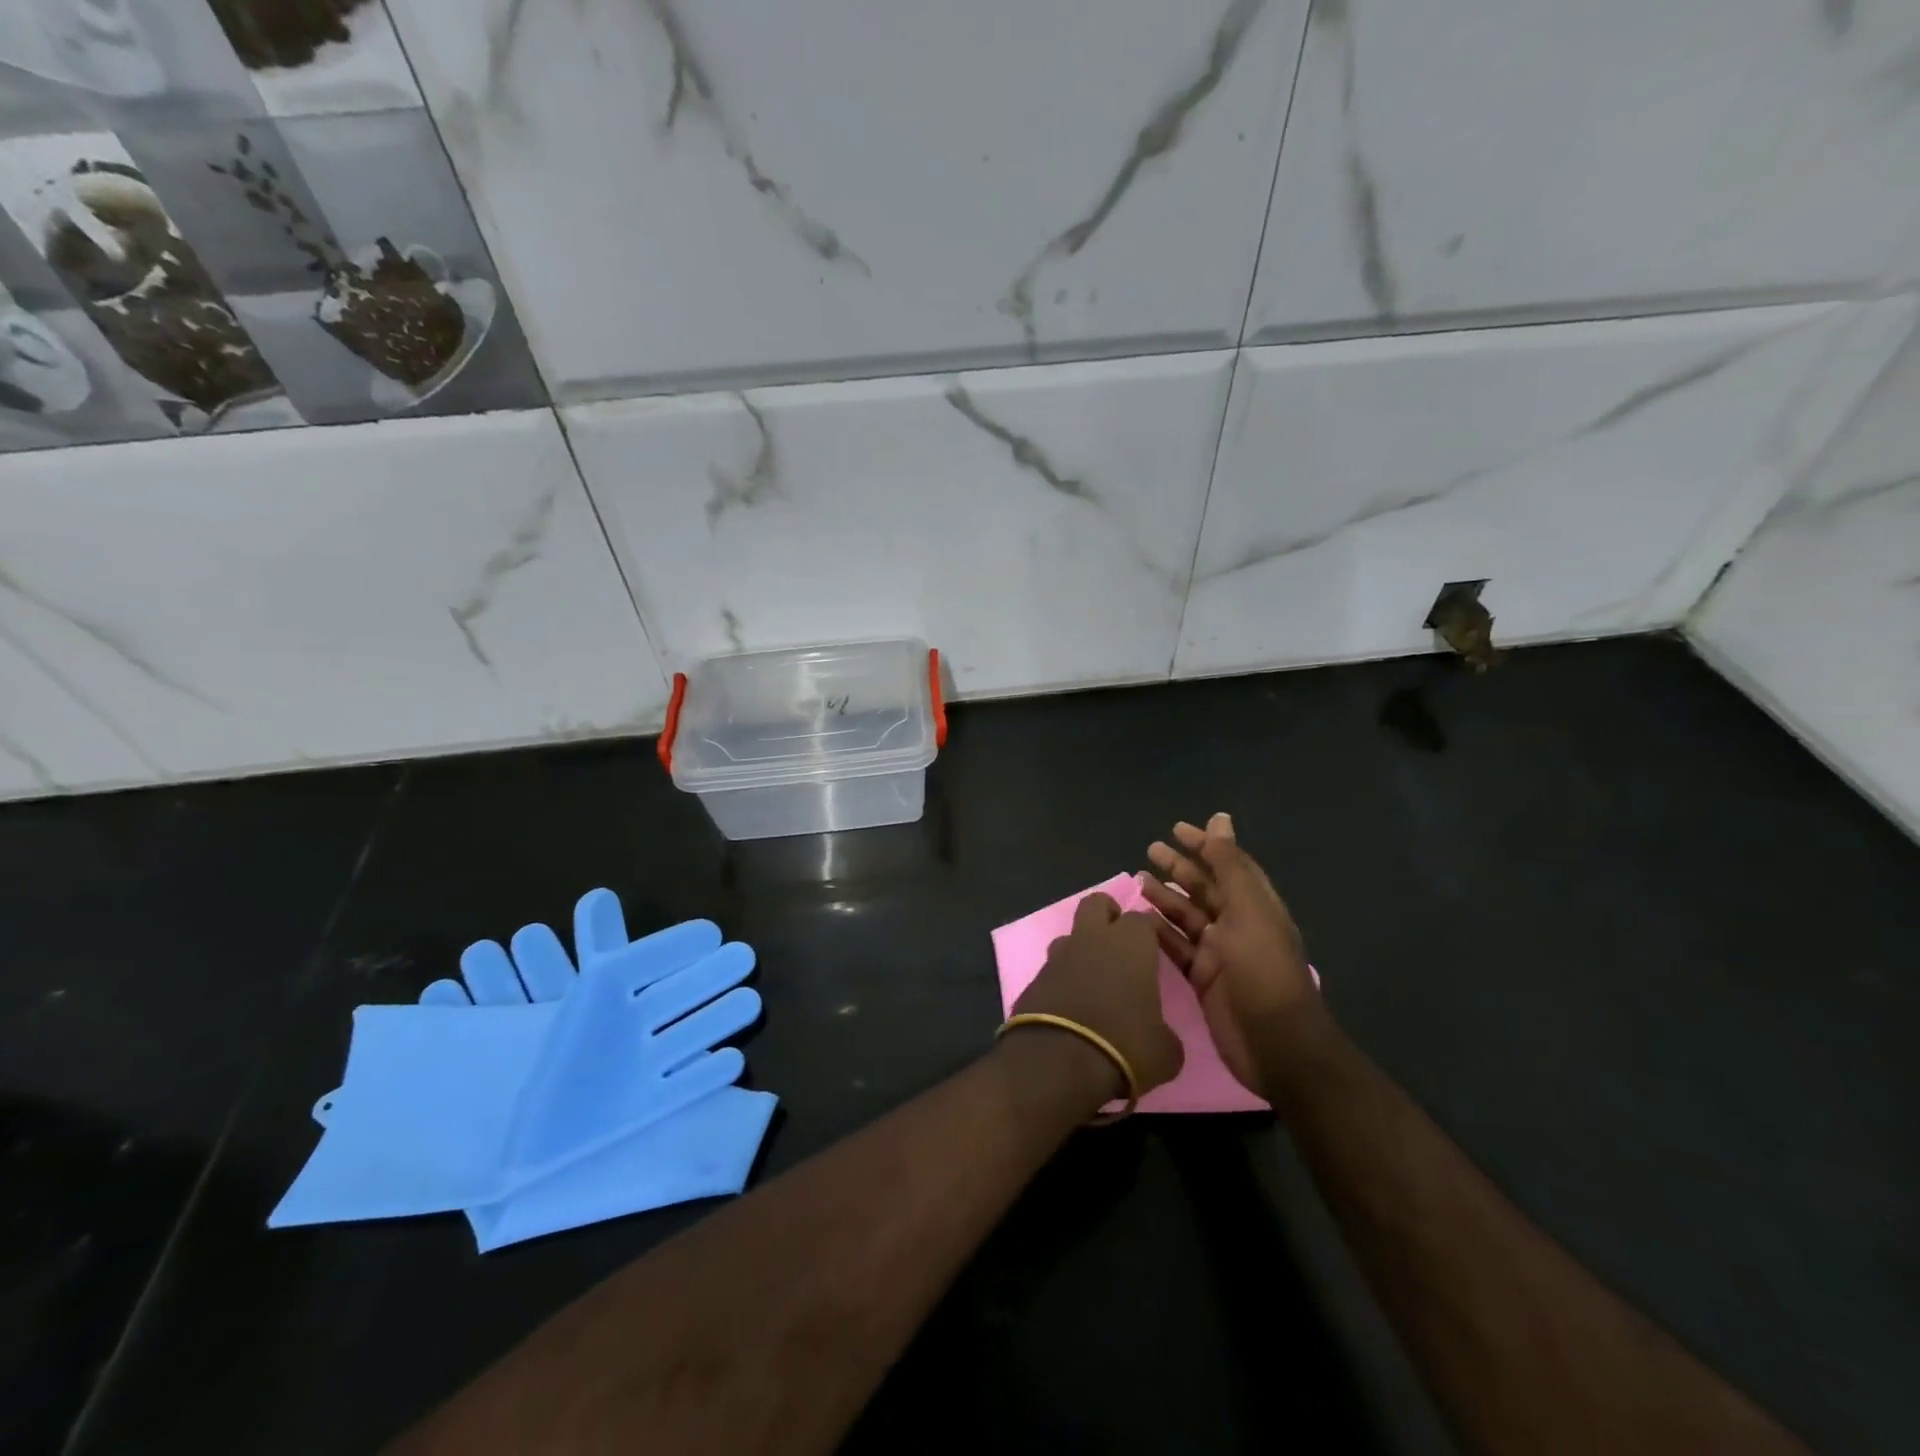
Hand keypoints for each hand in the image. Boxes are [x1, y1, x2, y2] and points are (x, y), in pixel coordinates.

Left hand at [1008, 892, 1183, 1100]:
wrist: (1057, 1062)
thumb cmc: (1123, 1046)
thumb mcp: (1165, 1051)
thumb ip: (1164, 1032)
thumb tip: (1158, 1035)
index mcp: (1130, 944)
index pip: (1142, 918)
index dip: (1149, 931)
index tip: (1155, 948)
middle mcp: (1092, 939)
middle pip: (1096, 904)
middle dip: (1108, 914)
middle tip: (1119, 942)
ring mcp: (1057, 956)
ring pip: (1070, 936)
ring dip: (1081, 950)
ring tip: (1094, 980)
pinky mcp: (1033, 979)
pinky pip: (1052, 969)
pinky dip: (1062, 980)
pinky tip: (1070, 1006)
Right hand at [1142, 812, 1320, 1098]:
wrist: (1275, 1044)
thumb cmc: (1263, 971)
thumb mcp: (1248, 910)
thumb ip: (1230, 865)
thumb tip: (1220, 818)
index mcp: (1255, 905)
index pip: (1228, 864)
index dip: (1205, 845)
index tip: (1176, 829)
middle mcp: (1237, 924)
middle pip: (1204, 888)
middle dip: (1179, 868)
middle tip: (1150, 850)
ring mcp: (1219, 953)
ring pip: (1186, 917)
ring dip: (1164, 897)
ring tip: (1137, 880)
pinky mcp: (1202, 978)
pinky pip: (1176, 947)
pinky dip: (1159, 932)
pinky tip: (1138, 920)